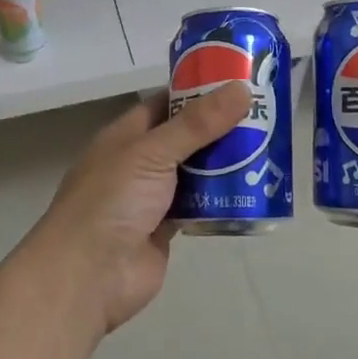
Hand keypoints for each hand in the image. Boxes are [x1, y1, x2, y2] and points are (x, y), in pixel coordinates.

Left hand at [21, 83, 251, 332]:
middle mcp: (139, 162)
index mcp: (126, 135)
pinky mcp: (167, 228)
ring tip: (268, 147)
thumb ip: (197, 124)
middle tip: (266, 114)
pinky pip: (199, 205)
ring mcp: (153, 197)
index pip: (166, 102)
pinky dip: (221, 199)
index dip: (199, 90)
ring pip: (196, 172)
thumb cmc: (112, 202)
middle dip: (221, 128)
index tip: (239, 81)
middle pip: (186, 137)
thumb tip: (242, 89)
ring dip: (226, 163)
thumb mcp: (153, 152)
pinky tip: (252, 189)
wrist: (88, 277)